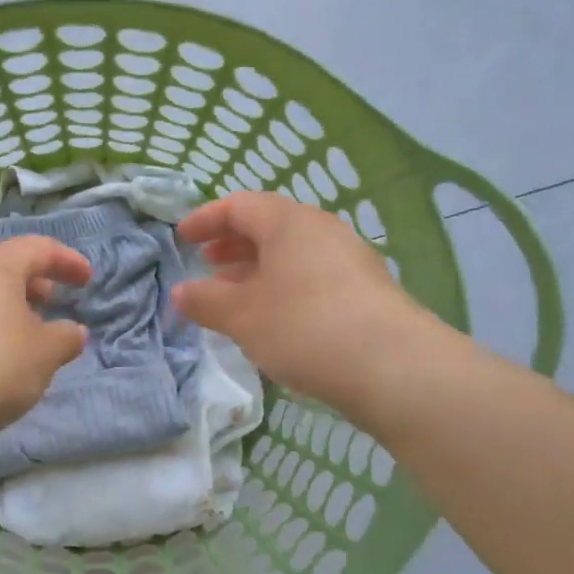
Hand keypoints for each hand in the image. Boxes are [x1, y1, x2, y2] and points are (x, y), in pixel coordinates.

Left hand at [0, 236, 91, 452]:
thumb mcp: (46, 353)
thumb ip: (66, 337)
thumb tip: (73, 331)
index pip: (38, 248)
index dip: (67, 261)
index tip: (87, 280)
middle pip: (3, 267)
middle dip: (34, 282)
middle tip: (53, 301)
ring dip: (8, 307)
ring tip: (26, 334)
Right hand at [173, 192, 434, 412]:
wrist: (392, 367)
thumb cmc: (304, 327)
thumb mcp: (242, 316)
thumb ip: (206, 301)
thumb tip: (180, 292)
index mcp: (289, 223)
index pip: (239, 205)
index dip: (206, 219)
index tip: (182, 238)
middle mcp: (322, 231)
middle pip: (269, 227)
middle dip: (233, 245)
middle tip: (207, 265)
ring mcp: (350, 260)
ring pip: (293, 255)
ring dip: (258, 271)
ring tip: (234, 297)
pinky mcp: (366, 291)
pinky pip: (313, 277)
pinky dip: (284, 288)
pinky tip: (274, 319)